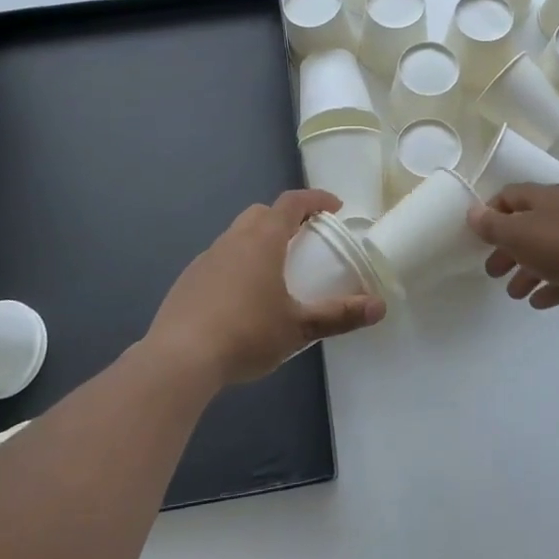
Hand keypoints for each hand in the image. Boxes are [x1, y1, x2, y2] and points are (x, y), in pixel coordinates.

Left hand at [145, 189, 385, 387]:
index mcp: (262, 240)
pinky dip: (237, 265)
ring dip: (258, 242)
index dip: (315, 199)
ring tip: (275, 272)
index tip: (334, 207)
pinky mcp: (187, 281)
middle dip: (285, 218)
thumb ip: (340, 315)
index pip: (292, 203)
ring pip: (237, 236)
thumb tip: (379, 307)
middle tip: (304, 238)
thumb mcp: (299, 328)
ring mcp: (205, 259)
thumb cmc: (246, 334)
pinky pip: (219, 260)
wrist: (178, 359)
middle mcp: (232, 240)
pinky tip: (241, 299)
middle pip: (261, 213)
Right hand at [467, 183, 558, 316]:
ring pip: (549, 249)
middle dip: (508, 248)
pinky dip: (552, 284)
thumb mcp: (522, 234)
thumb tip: (472, 212)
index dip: (491, 213)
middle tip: (492, 271)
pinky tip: (539, 302)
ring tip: (514, 294)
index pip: (511, 195)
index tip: (477, 237)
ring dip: (527, 270)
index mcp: (548, 196)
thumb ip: (494, 225)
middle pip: (529, 225)